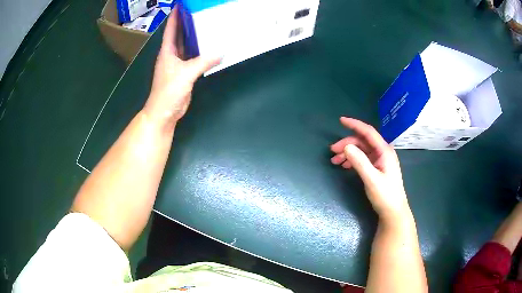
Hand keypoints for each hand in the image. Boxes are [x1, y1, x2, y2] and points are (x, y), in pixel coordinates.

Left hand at [144, 7, 220, 128]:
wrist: (164, 112)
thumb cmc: (169, 91)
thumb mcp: (186, 73)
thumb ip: (204, 62)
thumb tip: (223, 52)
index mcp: (167, 51)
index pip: (171, 29)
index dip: (175, 16)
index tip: (181, 5)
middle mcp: (171, 55)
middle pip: (179, 35)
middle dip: (186, 23)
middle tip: (198, 12)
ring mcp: (177, 64)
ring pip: (186, 46)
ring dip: (194, 37)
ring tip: (206, 25)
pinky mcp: (184, 73)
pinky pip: (193, 57)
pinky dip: (200, 51)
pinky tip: (208, 46)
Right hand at [330, 117, 409, 220]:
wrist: (393, 212)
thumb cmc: (385, 196)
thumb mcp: (371, 179)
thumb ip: (359, 162)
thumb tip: (346, 147)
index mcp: (384, 151)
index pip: (368, 132)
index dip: (355, 124)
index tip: (341, 120)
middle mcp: (382, 152)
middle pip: (362, 141)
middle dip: (347, 144)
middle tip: (332, 152)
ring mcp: (380, 160)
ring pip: (361, 150)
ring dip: (348, 153)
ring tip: (335, 161)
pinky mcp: (377, 168)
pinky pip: (363, 159)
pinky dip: (353, 160)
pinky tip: (345, 166)